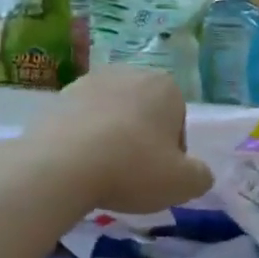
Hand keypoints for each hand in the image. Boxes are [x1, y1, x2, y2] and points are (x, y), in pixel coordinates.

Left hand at [18, 65, 214, 213]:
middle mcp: (129, 73)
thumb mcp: (184, 184)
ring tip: (103, 172)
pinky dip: (83, 140)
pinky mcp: (57, 97)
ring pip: (111, 116)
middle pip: (144, 114)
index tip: (159, 175)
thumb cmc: (134, 168)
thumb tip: (198, 173)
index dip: (172, 154)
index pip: (178, 123)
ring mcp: (89, 81)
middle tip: (132, 174)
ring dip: (111, 139)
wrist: (62, 165)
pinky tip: (79, 166)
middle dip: (141, 140)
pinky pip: (81, 122)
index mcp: (166, 86)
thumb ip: (201, 176)